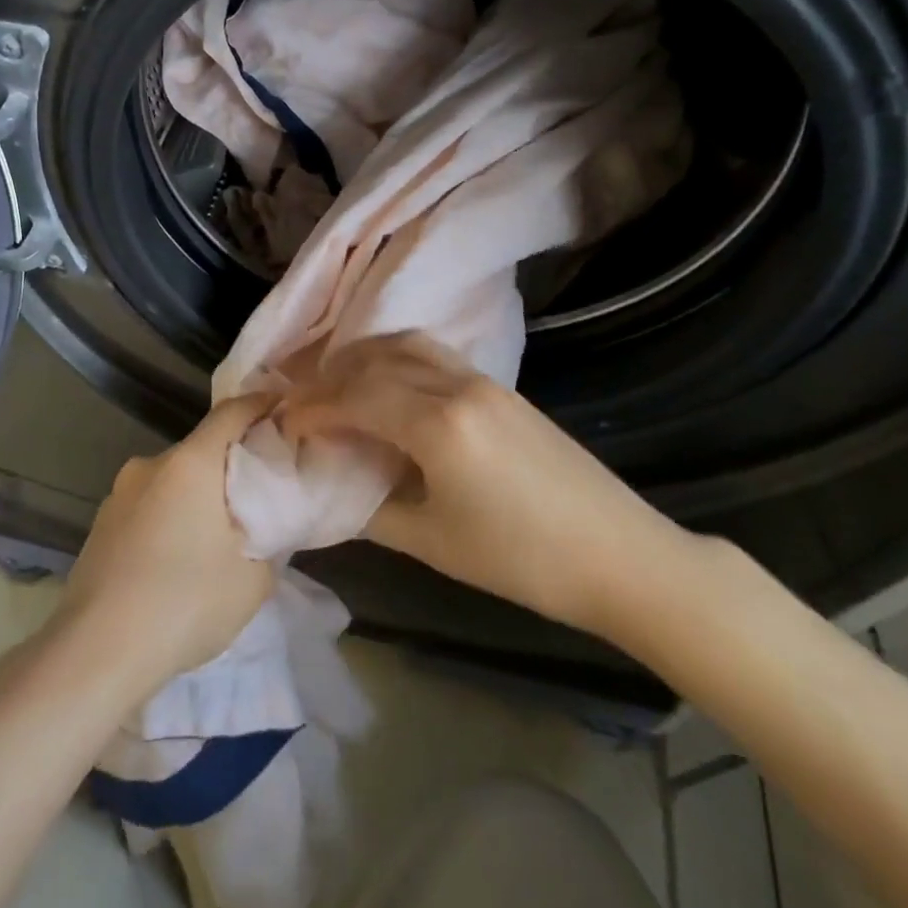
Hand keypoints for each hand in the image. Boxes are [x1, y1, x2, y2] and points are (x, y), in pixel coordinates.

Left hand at [50, 395, 276, 698]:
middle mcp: (151, 465)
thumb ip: (269, 540)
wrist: (96, 650)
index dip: (260, 405)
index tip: (282, 407)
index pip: (231, 413)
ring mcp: (119, 493)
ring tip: (216, 534)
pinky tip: (176, 559)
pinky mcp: (101, 523)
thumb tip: (266, 524)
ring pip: (172, 480)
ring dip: (196, 494)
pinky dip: (169, 516)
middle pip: (201, 448)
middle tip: (258, 492)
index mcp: (190, 463)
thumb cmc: (184, 603)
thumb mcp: (252, 579)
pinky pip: (148, 505)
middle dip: (230, 463)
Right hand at [282, 332, 695, 638]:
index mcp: (438, 426)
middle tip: (302, 403)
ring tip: (338, 387)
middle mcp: (457, 386)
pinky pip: (432, 355)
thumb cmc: (524, 561)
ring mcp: (483, 380)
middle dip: (329, 378)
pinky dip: (395, 360)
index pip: (355, 398)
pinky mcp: (501, 387)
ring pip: (405, 346)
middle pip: (374, 362)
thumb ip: (371, 510)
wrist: (623, 557)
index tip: (285, 423)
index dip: (313, 408)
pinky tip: (388, 388)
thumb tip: (328, 490)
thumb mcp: (434, 543)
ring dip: (363, 360)